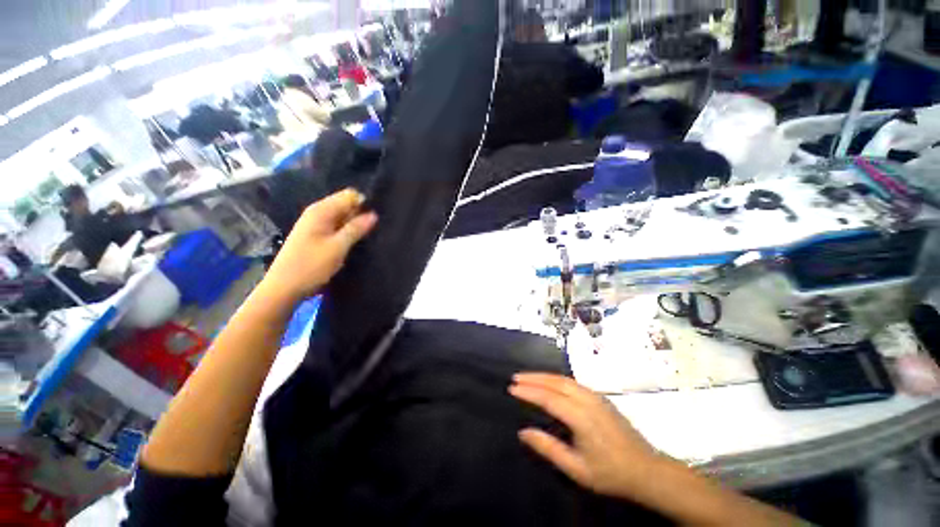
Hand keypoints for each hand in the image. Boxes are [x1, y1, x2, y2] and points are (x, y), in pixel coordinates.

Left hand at [261, 188, 376, 305]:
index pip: (349, 195)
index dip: (364, 204)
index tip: (375, 219)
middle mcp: (317, 213)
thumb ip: (356, 229)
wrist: (284, 288)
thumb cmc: (311, 266)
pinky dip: (346, 232)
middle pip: (345, 205)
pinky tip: (354, 243)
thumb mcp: (338, 247)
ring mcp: (315, 225)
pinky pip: (336, 227)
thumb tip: (373, 214)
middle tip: (373, 231)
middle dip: (360, 215)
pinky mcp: (315, 236)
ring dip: (354, 225)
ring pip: (342, 218)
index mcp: (321, 211)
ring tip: (367, 238)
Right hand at [509, 373, 664, 500]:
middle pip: (555, 382)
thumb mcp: (577, 469)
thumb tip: (523, 431)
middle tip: (515, 378)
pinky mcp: (600, 397)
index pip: (548, 398)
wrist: (647, 470)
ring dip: (544, 376)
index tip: (511, 388)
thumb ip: (549, 448)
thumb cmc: (610, 473)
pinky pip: (572, 382)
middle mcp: (587, 400)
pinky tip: (549, 382)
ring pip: (564, 379)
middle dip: (533, 378)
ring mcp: (596, 396)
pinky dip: (556, 379)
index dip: (529, 392)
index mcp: (581, 418)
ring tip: (527, 377)